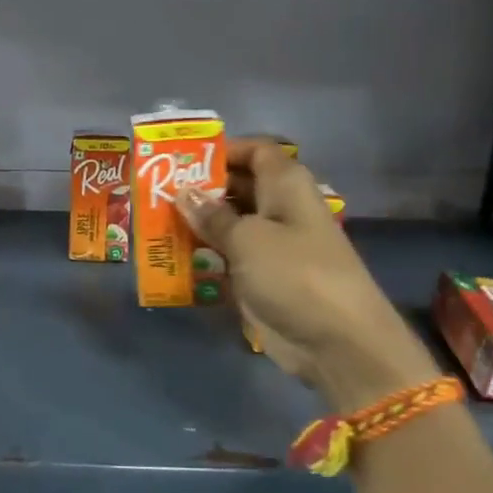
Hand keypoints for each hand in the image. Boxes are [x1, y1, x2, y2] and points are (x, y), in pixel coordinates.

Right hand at [179, 140, 438, 409]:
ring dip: (197, 224)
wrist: (337, 342)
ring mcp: (272, 246)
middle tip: (156, 191)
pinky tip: (171, 257)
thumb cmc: (294, 274)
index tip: (183, 159)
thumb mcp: (247, 238)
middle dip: (201, 188)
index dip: (224, 150)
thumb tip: (183, 193)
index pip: (256, 151)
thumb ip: (212, 215)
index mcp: (286, 186)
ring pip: (229, 224)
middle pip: (238, 187)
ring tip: (155, 222)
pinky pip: (228, 257)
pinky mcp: (263, 278)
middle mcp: (280, 209)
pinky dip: (204, 255)